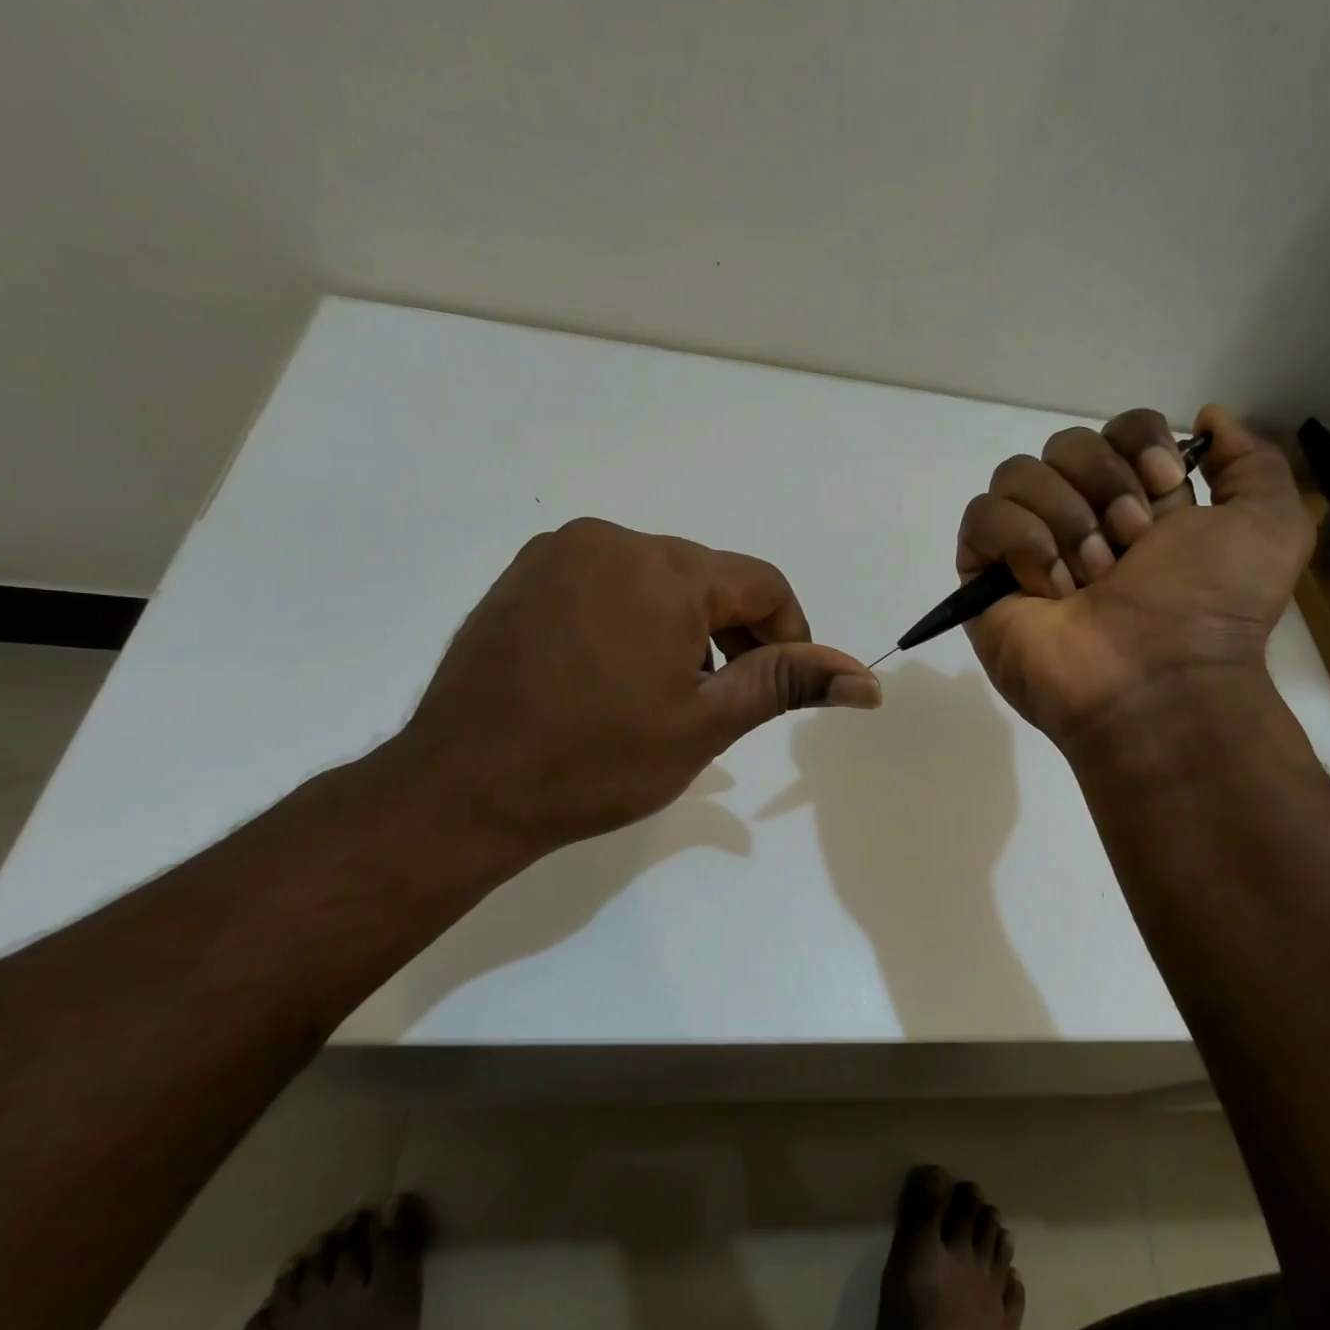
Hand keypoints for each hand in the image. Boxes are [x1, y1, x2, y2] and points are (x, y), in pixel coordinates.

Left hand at [385, 518, 878, 869]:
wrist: (461, 789)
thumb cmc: (596, 761)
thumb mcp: (706, 722)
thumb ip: (789, 684)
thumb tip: (868, 681)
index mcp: (663, 568)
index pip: (763, 584)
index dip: (789, 635)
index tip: (779, 686)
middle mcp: (610, 539)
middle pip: (708, 578)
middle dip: (733, 634)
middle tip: (720, 700)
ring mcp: (557, 553)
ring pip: (657, 579)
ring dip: (682, 627)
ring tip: (664, 692)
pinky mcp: (522, 576)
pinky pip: (605, 582)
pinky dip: (631, 618)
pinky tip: (613, 674)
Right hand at [956, 406, 1312, 755]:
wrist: (1158, 680)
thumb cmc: (1212, 606)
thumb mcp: (1271, 523)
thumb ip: (1252, 459)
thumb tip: (1210, 417)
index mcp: (1138, 503)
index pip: (1116, 429)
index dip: (1137, 442)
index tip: (1164, 484)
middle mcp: (1080, 519)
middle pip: (1064, 444)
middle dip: (1103, 486)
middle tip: (1129, 547)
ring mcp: (1026, 549)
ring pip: (1017, 474)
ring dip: (1065, 519)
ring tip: (1090, 578)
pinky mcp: (984, 577)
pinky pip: (982, 517)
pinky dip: (1020, 543)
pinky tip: (1050, 588)